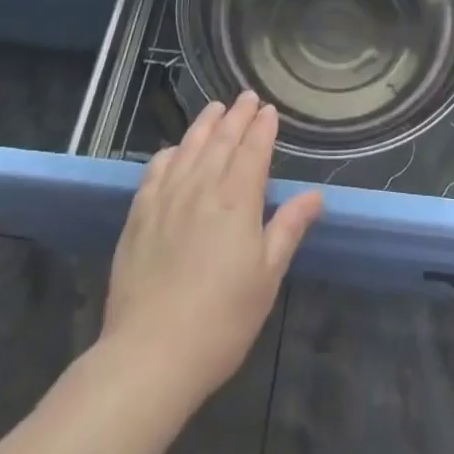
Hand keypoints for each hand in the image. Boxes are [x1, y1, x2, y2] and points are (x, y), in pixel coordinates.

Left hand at [101, 93, 322, 404]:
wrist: (150, 354)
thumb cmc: (222, 320)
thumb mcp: (267, 276)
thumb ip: (288, 228)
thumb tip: (314, 195)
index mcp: (237, 199)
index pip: (253, 149)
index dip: (263, 127)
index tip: (270, 110)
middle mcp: (202, 187)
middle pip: (222, 140)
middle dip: (237, 116)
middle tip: (247, 98)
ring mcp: (166, 198)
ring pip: (189, 147)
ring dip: (205, 124)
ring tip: (215, 108)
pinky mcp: (139, 215)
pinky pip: (156, 169)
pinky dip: (171, 152)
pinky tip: (175, 150)